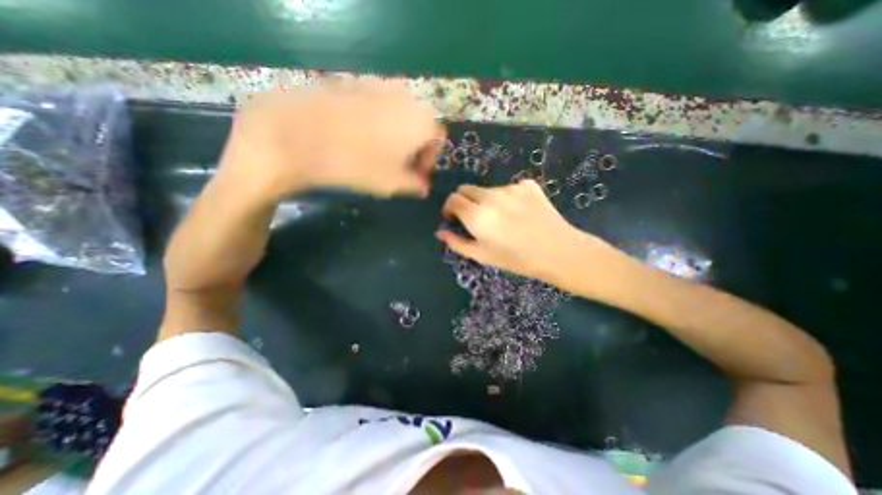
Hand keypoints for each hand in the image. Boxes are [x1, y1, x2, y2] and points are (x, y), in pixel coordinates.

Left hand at [217, 80, 443, 198]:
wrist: (299, 136)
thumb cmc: (357, 164)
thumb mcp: (393, 183)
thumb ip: (415, 185)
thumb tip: (423, 187)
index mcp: (422, 120)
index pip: (437, 141)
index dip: (428, 161)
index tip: (414, 176)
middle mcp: (407, 96)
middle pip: (419, 125)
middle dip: (413, 147)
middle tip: (397, 166)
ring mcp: (379, 84)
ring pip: (398, 114)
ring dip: (395, 134)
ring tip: (376, 152)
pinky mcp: (355, 81)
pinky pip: (377, 104)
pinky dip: (376, 121)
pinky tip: (357, 136)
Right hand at [436, 179, 614, 284]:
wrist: (558, 251)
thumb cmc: (517, 259)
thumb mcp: (483, 256)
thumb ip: (457, 243)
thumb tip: (440, 232)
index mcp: (477, 215)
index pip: (452, 199)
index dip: (449, 208)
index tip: (454, 218)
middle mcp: (491, 196)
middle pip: (466, 189)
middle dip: (464, 201)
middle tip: (475, 218)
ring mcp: (511, 188)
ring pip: (487, 189)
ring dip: (486, 201)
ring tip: (502, 219)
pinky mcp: (527, 185)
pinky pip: (509, 188)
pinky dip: (507, 198)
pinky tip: (519, 213)